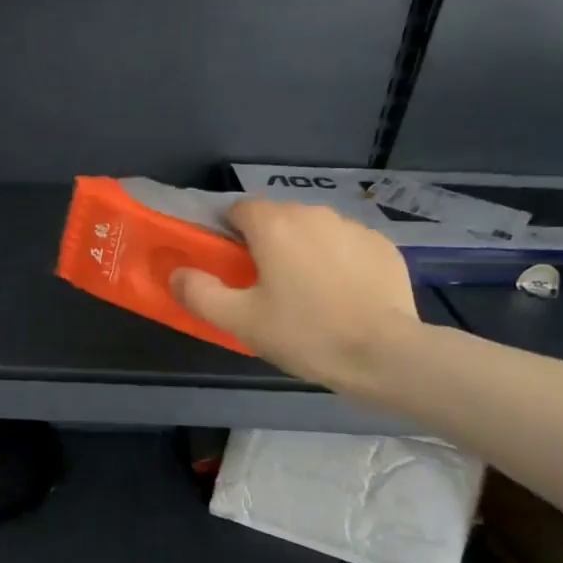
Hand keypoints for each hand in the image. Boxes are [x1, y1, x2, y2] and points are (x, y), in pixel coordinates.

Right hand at [171, 200, 420, 396]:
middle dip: (267, 243)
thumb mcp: (241, 321)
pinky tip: (343, 296)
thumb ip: (200, 293)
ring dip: (304, 251)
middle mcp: (313, 213)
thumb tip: (177, 274)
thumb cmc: (305, 333)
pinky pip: (347, 245)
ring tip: (308, 294)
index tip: (232, 266)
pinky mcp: (383, 246)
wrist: (385, 354)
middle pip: (277, 218)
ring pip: (314, 230)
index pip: (238, 209)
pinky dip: (339, 262)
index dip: (229, 234)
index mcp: (274, 224)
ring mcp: (353, 227)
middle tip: (266, 287)